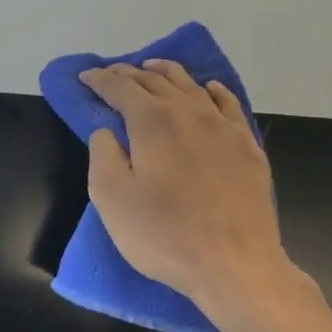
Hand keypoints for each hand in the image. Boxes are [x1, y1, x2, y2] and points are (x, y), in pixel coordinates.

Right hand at [81, 60, 312, 331]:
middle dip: (129, 74)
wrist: (234, 264)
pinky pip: (228, 104)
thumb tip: (107, 130)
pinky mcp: (247, 147)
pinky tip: (208, 89)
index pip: (120, 88)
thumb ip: (103, 154)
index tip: (84, 78)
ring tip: (152, 68)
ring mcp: (224, 127)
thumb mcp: (111, 198)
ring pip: (192, 86)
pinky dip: (212, 90)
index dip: (99, 80)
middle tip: (110, 74)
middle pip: (156, 81)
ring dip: (167, 73)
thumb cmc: (163, 234)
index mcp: (152, 122)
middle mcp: (189, 112)